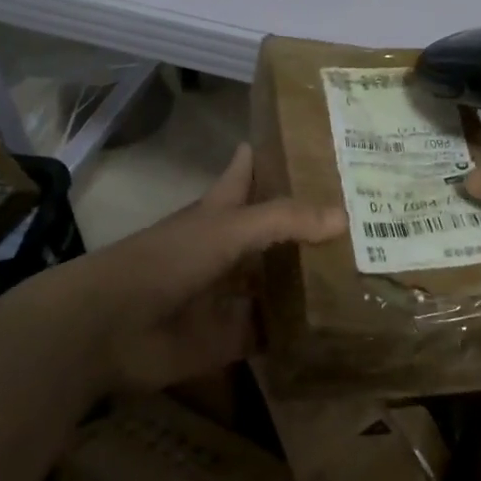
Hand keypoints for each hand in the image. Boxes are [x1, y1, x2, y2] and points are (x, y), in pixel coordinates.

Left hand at [76, 143, 345, 393]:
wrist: (111, 329)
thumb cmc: (167, 260)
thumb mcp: (228, 228)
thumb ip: (284, 220)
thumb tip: (345, 215)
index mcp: (222, 211)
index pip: (251, 172)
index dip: (276, 156)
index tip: (319, 144)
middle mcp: (230, 248)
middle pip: (275, 230)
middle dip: (312, 224)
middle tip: (369, 215)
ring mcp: (231, 293)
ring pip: (278, 281)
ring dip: (311, 279)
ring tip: (368, 270)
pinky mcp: (232, 336)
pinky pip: (274, 332)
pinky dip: (300, 332)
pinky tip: (340, 326)